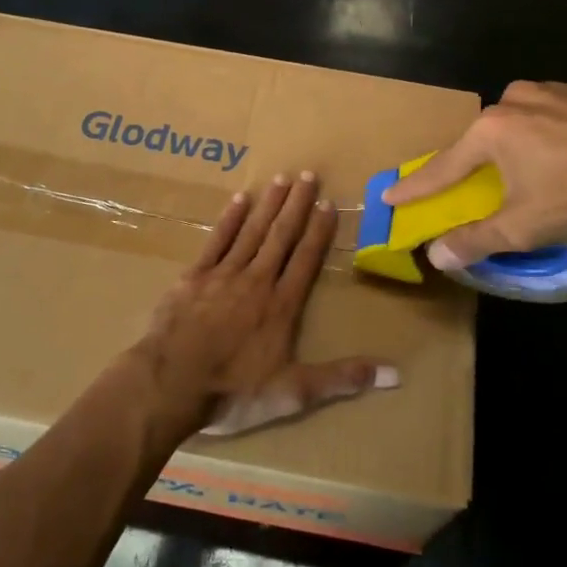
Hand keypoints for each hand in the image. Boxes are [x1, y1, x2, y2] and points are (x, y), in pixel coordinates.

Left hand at [134, 172, 398, 438]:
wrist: (170, 385)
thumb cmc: (233, 391)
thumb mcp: (293, 392)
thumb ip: (342, 378)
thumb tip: (396, 374)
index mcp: (281, 305)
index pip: (306, 259)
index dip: (319, 230)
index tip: (328, 203)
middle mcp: (256, 281)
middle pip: (281, 236)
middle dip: (296, 204)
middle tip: (308, 174)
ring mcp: (223, 275)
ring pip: (252, 231)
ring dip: (268, 204)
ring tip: (281, 178)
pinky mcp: (194, 277)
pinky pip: (216, 241)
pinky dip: (229, 219)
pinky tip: (240, 199)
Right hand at [382, 81, 566, 270]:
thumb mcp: (524, 226)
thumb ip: (476, 239)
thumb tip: (437, 256)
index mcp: (492, 130)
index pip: (443, 166)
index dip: (416, 186)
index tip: (390, 194)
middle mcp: (515, 100)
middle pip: (484, 140)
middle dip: (479, 165)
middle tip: (482, 187)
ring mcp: (554, 90)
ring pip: (522, 123)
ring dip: (521, 148)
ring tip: (541, 174)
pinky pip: (555, 115)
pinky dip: (553, 135)